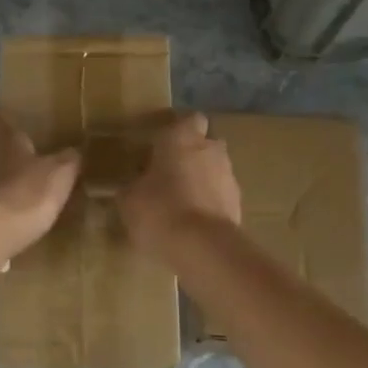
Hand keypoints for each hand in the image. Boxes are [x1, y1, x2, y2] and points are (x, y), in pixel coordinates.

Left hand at [0, 113, 80, 260]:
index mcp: (4, 140)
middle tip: (22, 165)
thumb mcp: (60, 174)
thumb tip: (74, 151)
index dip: (3, 121)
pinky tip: (4, 224)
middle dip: (3, 156)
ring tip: (16, 198)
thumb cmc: (26, 193)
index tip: (6, 120)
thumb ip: (68, 160)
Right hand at [119, 112, 240, 259]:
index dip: (179, 130)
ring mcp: (229, 178)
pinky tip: (192, 224)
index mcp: (182, 138)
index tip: (162, 145)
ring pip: (215, 171)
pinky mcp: (239, 205)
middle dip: (192, 155)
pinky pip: (221, 198)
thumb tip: (130, 187)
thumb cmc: (159, 210)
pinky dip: (210, 205)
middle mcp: (211, 150)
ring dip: (202, 181)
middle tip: (170, 173)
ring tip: (180, 203)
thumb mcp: (129, 199)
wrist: (202, 248)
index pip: (189, 119)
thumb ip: (131, 187)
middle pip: (206, 144)